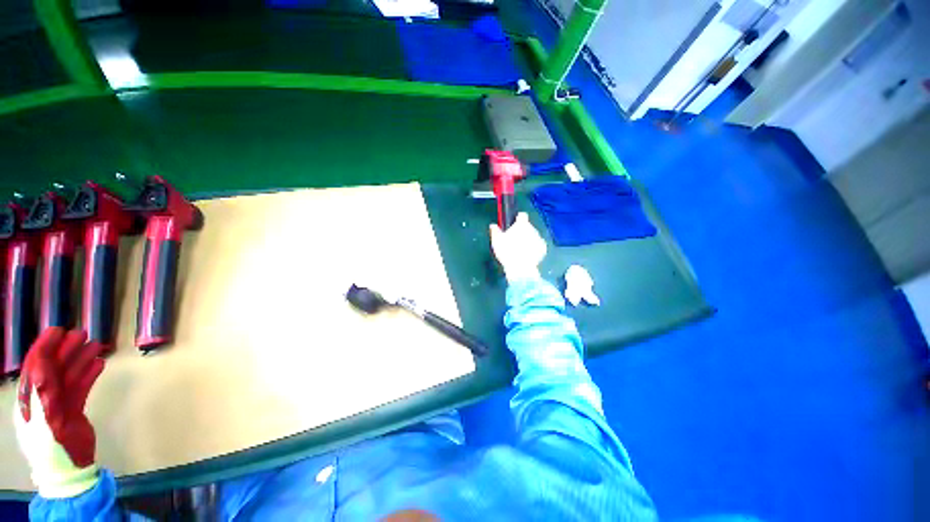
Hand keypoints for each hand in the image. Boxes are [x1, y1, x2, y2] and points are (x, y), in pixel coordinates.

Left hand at [13, 328, 105, 497]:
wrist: (69, 471)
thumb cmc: (51, 448)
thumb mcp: (43, 423)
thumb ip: (41, 396)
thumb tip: (42, 367)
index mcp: (30, 398)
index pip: (35, 366)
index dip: (44, 347)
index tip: (57, 330)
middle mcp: (42, 397)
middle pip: (54, 368)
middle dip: (66, 349)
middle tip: (82, 333)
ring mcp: (58, 404)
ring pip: (69, 375)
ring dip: (80, 359)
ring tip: (96, 345)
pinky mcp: (73, 410)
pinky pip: (80, 387)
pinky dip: (89, 375)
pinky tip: (100, 365)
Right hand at [489, 212, 546, 282]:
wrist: (520, 267)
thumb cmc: (507, 252)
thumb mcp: (496, 241)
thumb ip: (495, 231)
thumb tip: (493, 225)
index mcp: (521, 225)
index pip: (522, 215)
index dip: (518, 219)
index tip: (513, 225)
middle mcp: (532, 229)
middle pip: (527, 227)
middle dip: (522, 232)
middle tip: (513, 241)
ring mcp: (539, 239)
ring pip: (533, 236)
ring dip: (528, 240)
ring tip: (519, 250)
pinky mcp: (543, 249)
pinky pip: (538, 246)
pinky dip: (534, 248)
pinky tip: (527, 255)